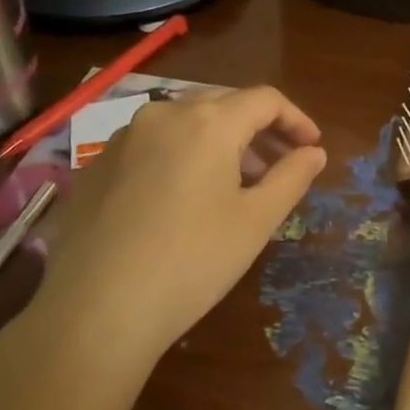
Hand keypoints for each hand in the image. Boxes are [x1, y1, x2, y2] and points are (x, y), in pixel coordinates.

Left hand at [34, 84, 325, 355]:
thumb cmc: (192, 261)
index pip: (265, 100)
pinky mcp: (96, 164)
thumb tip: (314, 152)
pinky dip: (182, 154)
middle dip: (259, 128)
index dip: (296, 119)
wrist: (95, 309)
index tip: (312, 148)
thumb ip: (291, 177)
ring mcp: (123, 137)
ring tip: (236, 182)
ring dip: (220, 140)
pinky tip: (184, 196)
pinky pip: (153, 143)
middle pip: (224, 102)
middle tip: (279, 164)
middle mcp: (163, 114)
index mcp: (208, 121)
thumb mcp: (256, 221)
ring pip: (185, 120)